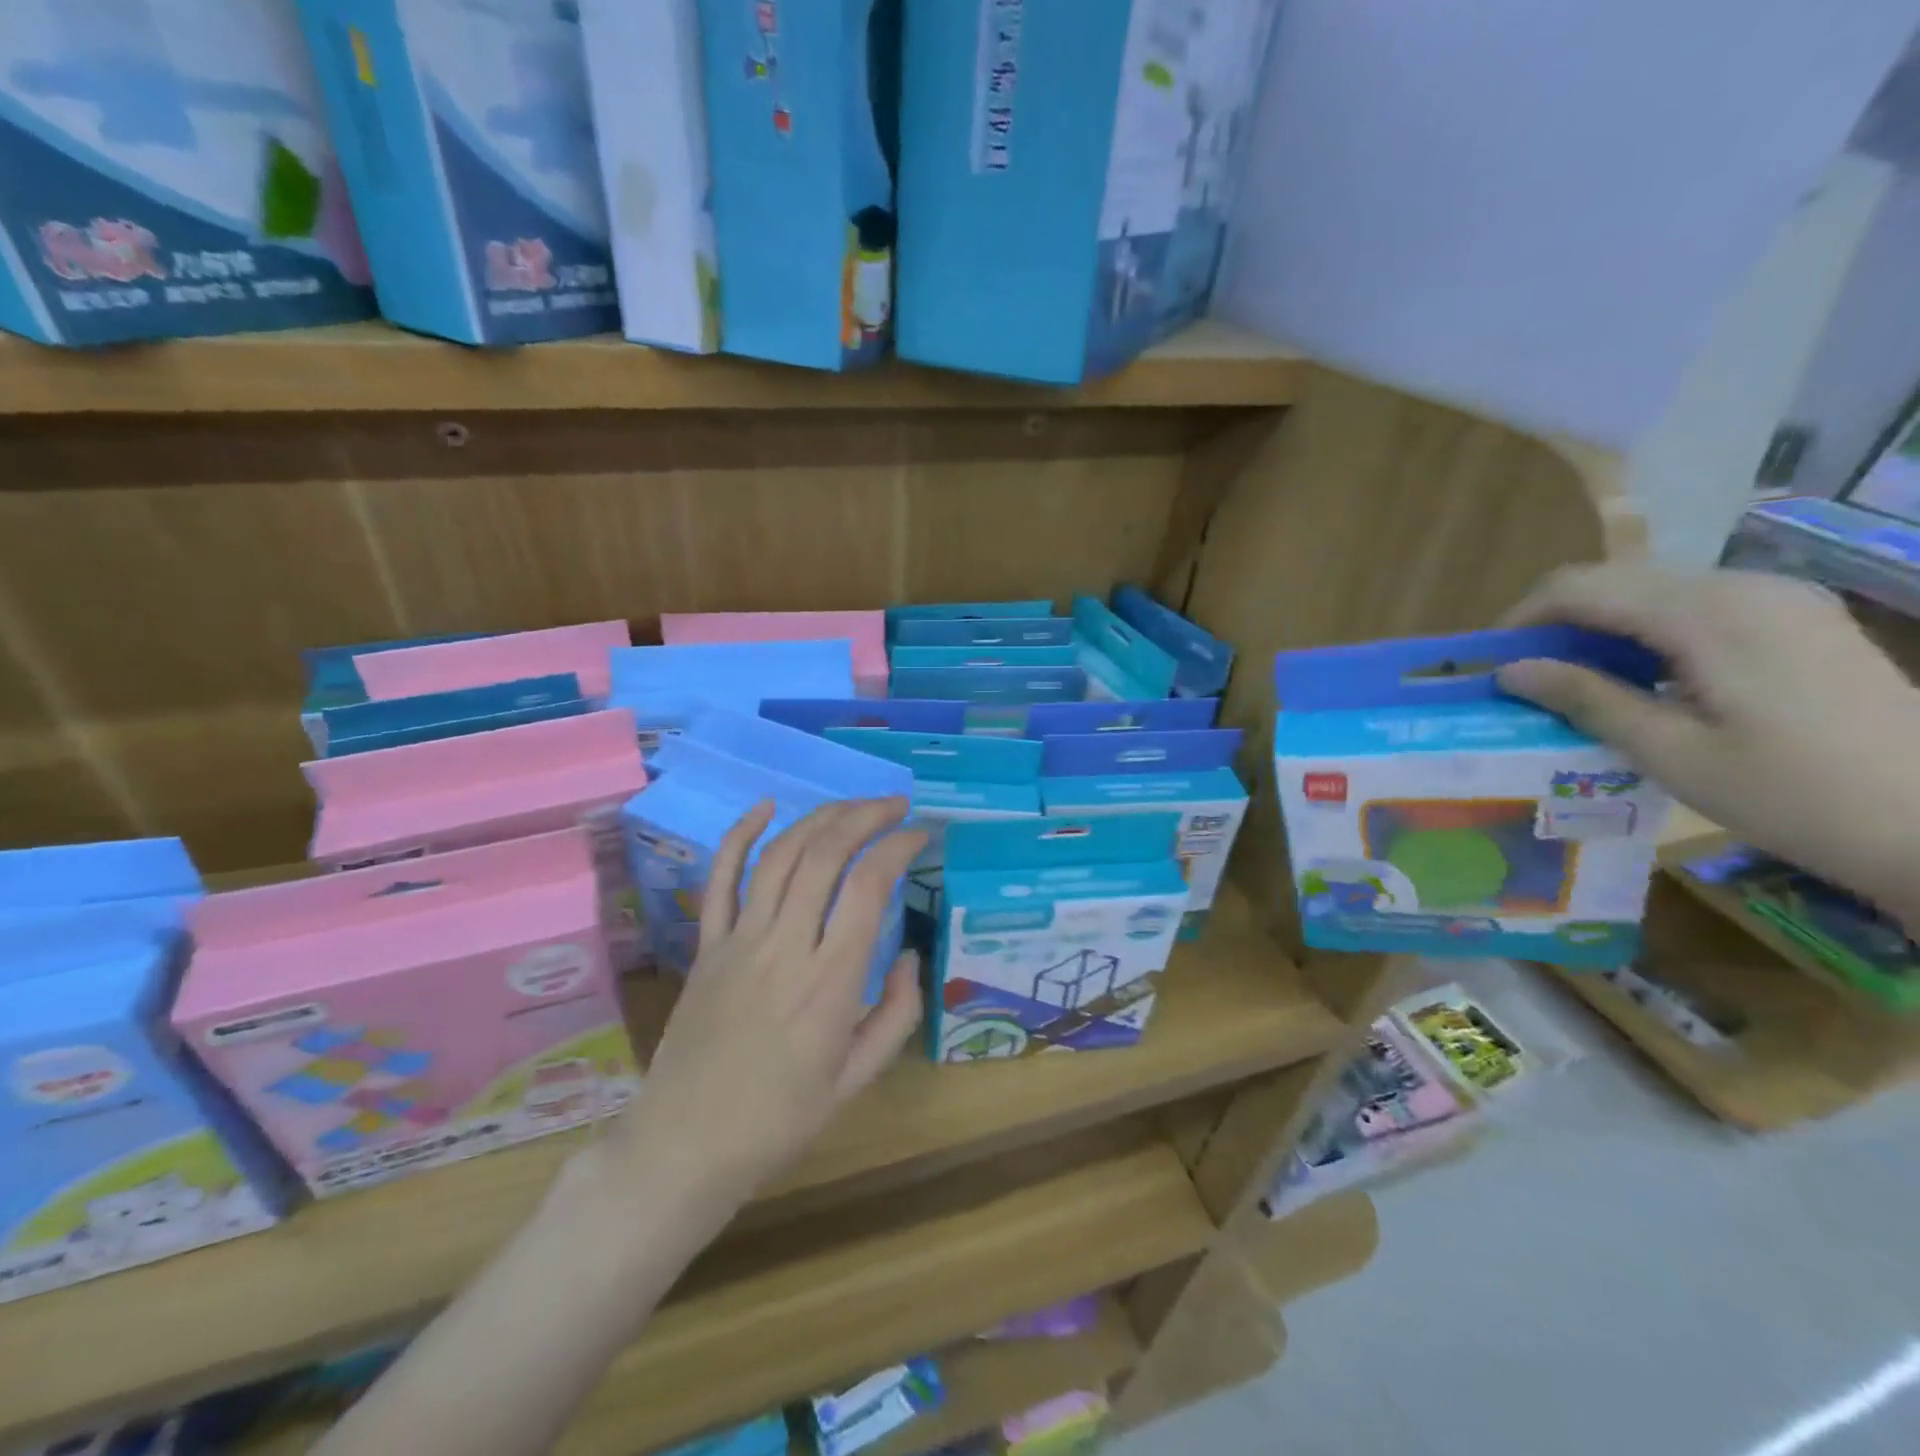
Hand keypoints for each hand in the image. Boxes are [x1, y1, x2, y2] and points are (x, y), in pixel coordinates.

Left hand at [610, 798, 926, 1221]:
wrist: (686, 1146)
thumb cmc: (780, 1120)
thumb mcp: (858, 1079)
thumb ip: (897, 1013)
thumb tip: (910, 956)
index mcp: (830, 982)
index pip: (869, 886)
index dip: (899, 847)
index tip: (921, 836)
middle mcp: (785, 947)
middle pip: (825, 854)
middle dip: (865, 816)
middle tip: (895, 807)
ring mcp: (739, 941)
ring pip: (780, 856)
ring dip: (820, 819)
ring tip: (852, 806)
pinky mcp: (706, 945)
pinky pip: (721, 878)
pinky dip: (742, 834)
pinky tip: (767, 806)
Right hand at [1498, 564, 1919, 926]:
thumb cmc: (1795, 795)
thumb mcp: (1670, 752)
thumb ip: (1586, 698)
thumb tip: (1508, 670)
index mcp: (1708, 614)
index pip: (1582, 587)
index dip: (1522, 618)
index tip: (1490, 662)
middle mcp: (1744, 587)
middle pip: (1616, 580)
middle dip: (1557, 622)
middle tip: (1525, 678)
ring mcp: (1780, 599)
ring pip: (1653, 590)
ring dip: (1600, 627)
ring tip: (1574, 682)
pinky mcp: (1799, 619)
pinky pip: (1696, 606)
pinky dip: (1646, 632)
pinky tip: (1640, 678)